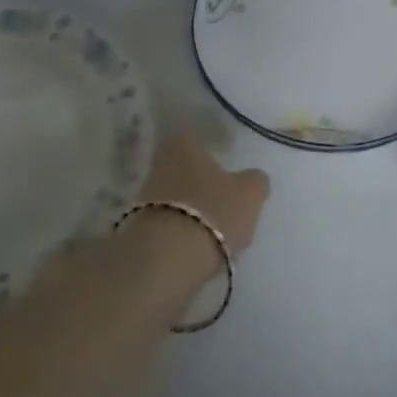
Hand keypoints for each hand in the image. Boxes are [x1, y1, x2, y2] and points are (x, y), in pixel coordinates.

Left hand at [137, 133, 269, 257]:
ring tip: (218, 230)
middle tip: (227, 202)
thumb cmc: (213, 210)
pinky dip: (184, 232)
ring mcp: (146, 196)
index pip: (196, 139)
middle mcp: (159, 164)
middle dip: (204, 184)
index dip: (213, 152)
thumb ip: (255, 181)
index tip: (228, 169)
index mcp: (182, 144)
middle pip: (186, 170)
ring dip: (195, 210)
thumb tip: (253, 179)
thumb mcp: (249, 193)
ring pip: (178, 197)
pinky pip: (170, 223)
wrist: (168, 257)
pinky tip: (201, 247)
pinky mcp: (141, 227)